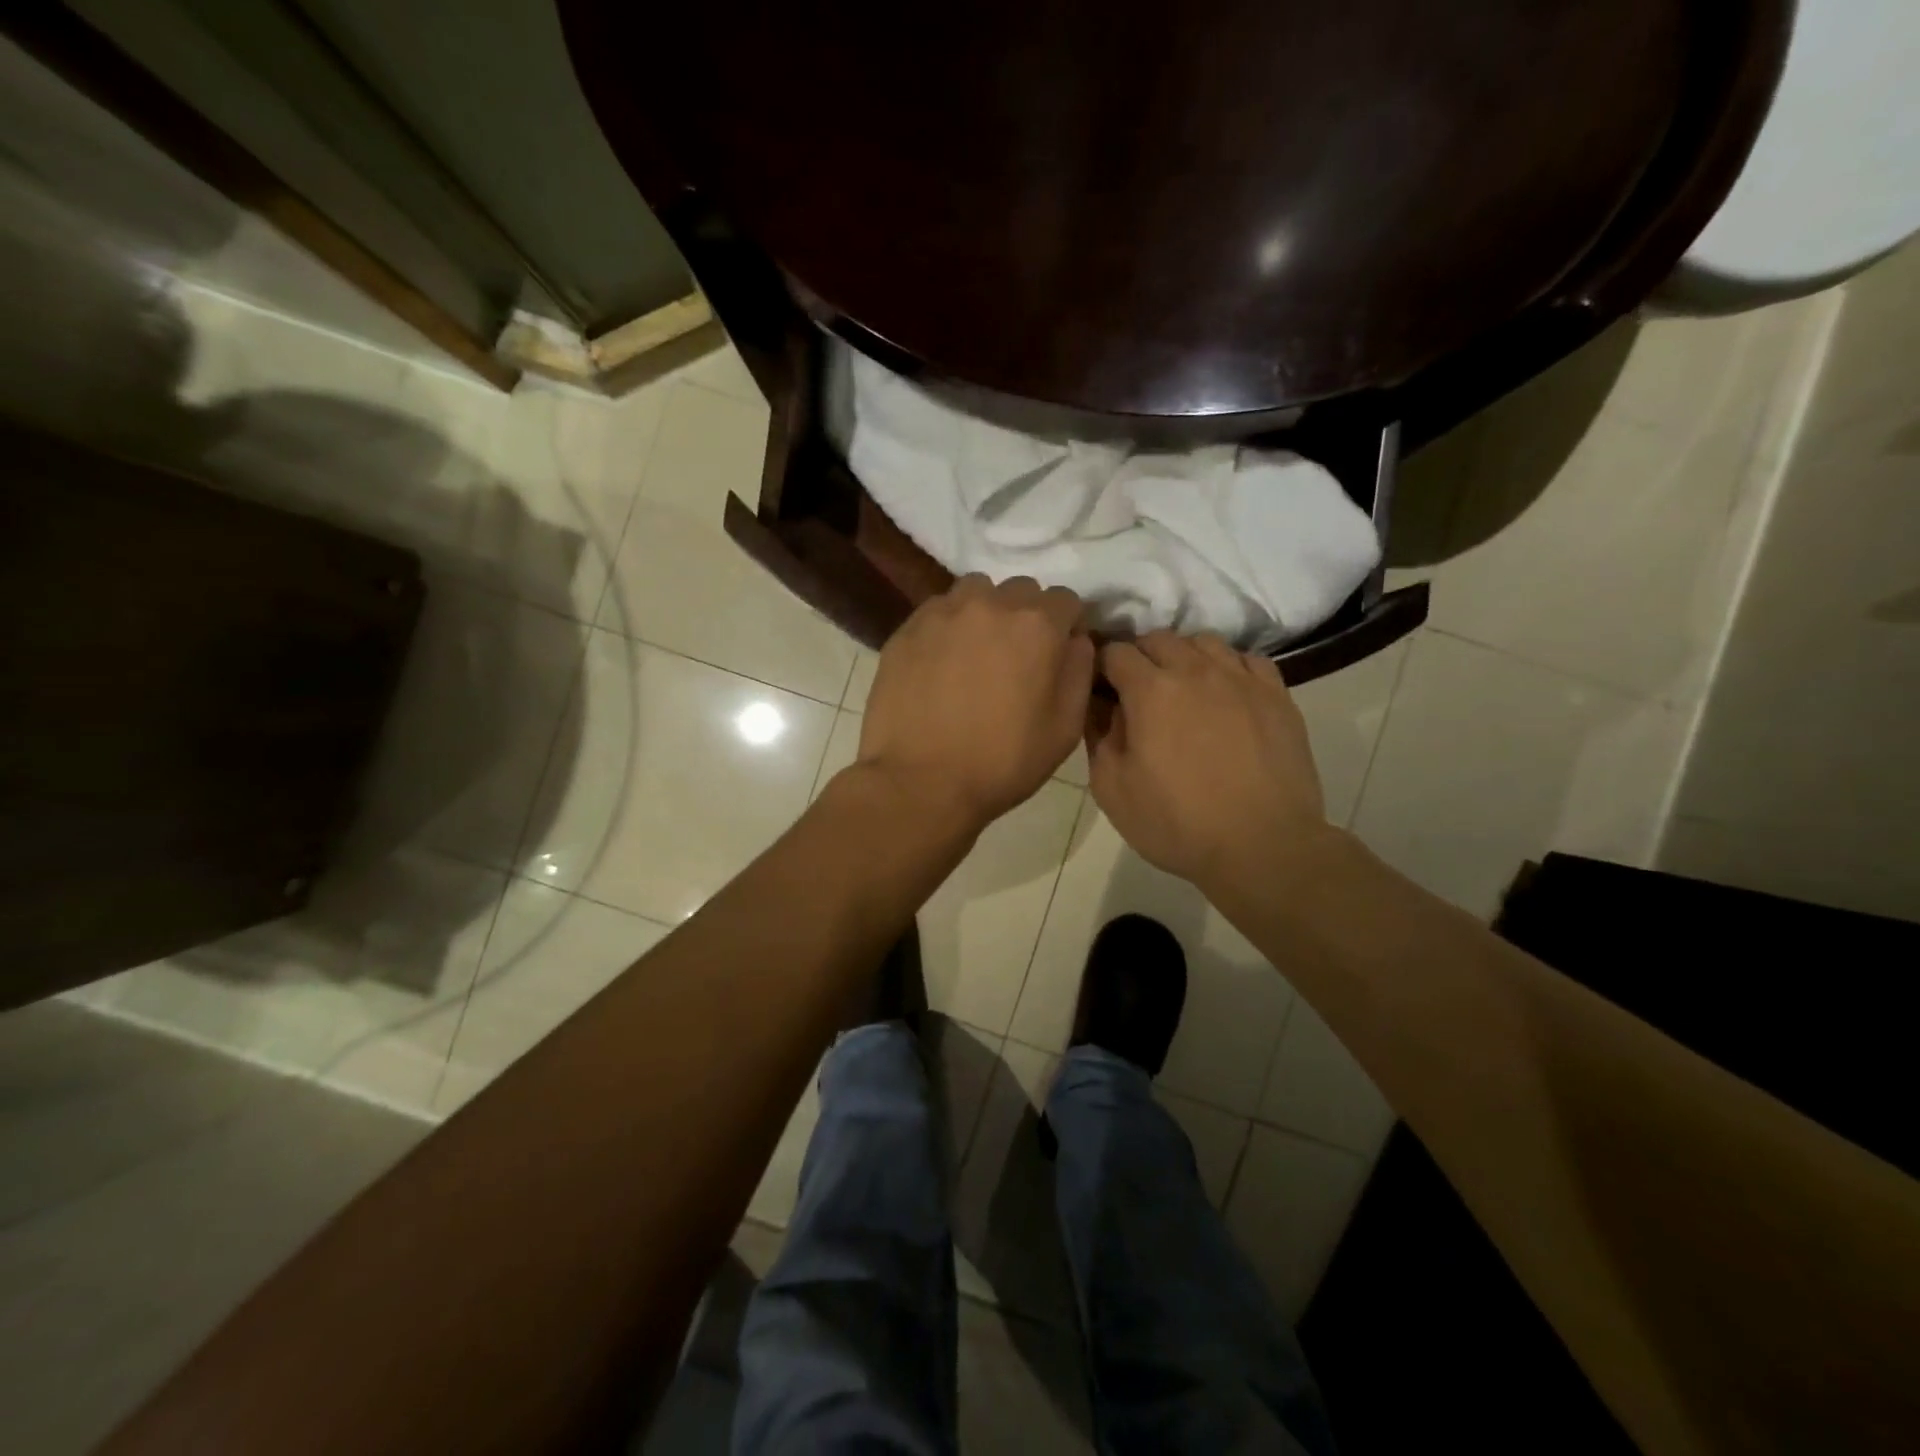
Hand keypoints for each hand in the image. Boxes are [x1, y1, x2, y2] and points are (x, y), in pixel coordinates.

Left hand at [858, 575, 1094, 830]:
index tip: (1057, 654)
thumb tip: (1075, 640)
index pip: (1065, 600)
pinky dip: (948, 627)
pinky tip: (941, 664)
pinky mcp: (906, 630)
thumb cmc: (1003, 762)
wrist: (921, 783)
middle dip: (1026, 616)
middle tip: (1016, 657)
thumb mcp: (1065, 728)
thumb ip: (1079, 671)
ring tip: (976, 653)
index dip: (1066, 626)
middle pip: (1020, 591)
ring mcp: (942, 613)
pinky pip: (938, 612)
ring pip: (975, 592)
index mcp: (1037, 625)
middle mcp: (990, 604)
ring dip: (985, 614)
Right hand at [1088, 631, 1330, 889]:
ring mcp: (1241, 678)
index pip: (1115, 652)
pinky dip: (1228, 667)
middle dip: (1140, 657)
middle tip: (1137, 692)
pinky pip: (1247, 659)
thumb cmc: (1177, 823)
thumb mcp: (1113, 789)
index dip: (1101, 666)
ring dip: (1184, 656)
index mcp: (1150, 690)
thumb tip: (1101, 707)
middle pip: (1158, 638)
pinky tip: (1225, 693)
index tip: (1100, 689)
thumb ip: (1099, 737)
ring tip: (1183, 689)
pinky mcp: (1277, 694)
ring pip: (1204, 641)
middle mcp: (1195, 670)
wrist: (1262, 846)